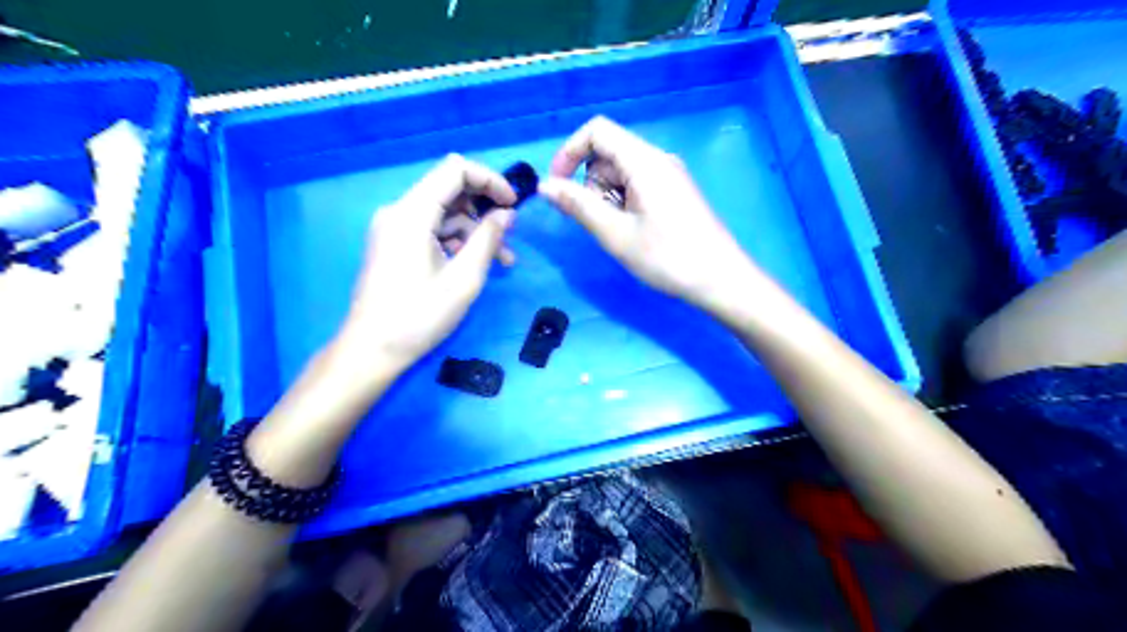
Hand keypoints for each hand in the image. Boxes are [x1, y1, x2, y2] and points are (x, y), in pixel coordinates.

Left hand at [336, 157, 515, 372]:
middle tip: (510, 235)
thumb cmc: (419, 316)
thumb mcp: (464, 279)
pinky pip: (432, 230)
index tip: (514, 204)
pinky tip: (476, 265)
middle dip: (485, 209)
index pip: (455, 169)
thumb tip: (507, 213)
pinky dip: (457, 242)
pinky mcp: (395, 244)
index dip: (490, 180)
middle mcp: (399, 211)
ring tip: (503, 261)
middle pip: (450, 190)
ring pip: (444, 213)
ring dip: (475, 231)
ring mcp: (394, 228)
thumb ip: (488, 239)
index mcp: (412, 213)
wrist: (371, 350)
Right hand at [537, 116, 755, 311]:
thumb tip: (545, 186)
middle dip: (590, 184)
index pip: (597, 131)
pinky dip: (623, 203)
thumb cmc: (667, 257)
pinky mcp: (674, 192)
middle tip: (599, 223)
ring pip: (621, 173)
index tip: (557, 186)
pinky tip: (634, 232)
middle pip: (608, 154)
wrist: (721, 280)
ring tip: (620, 233)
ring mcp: (668, 176)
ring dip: (607, 198)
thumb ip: (578, 205)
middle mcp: (657, 160)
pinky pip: (637, 186)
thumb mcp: (615, 234)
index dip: (569, 152)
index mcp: (644, 161)